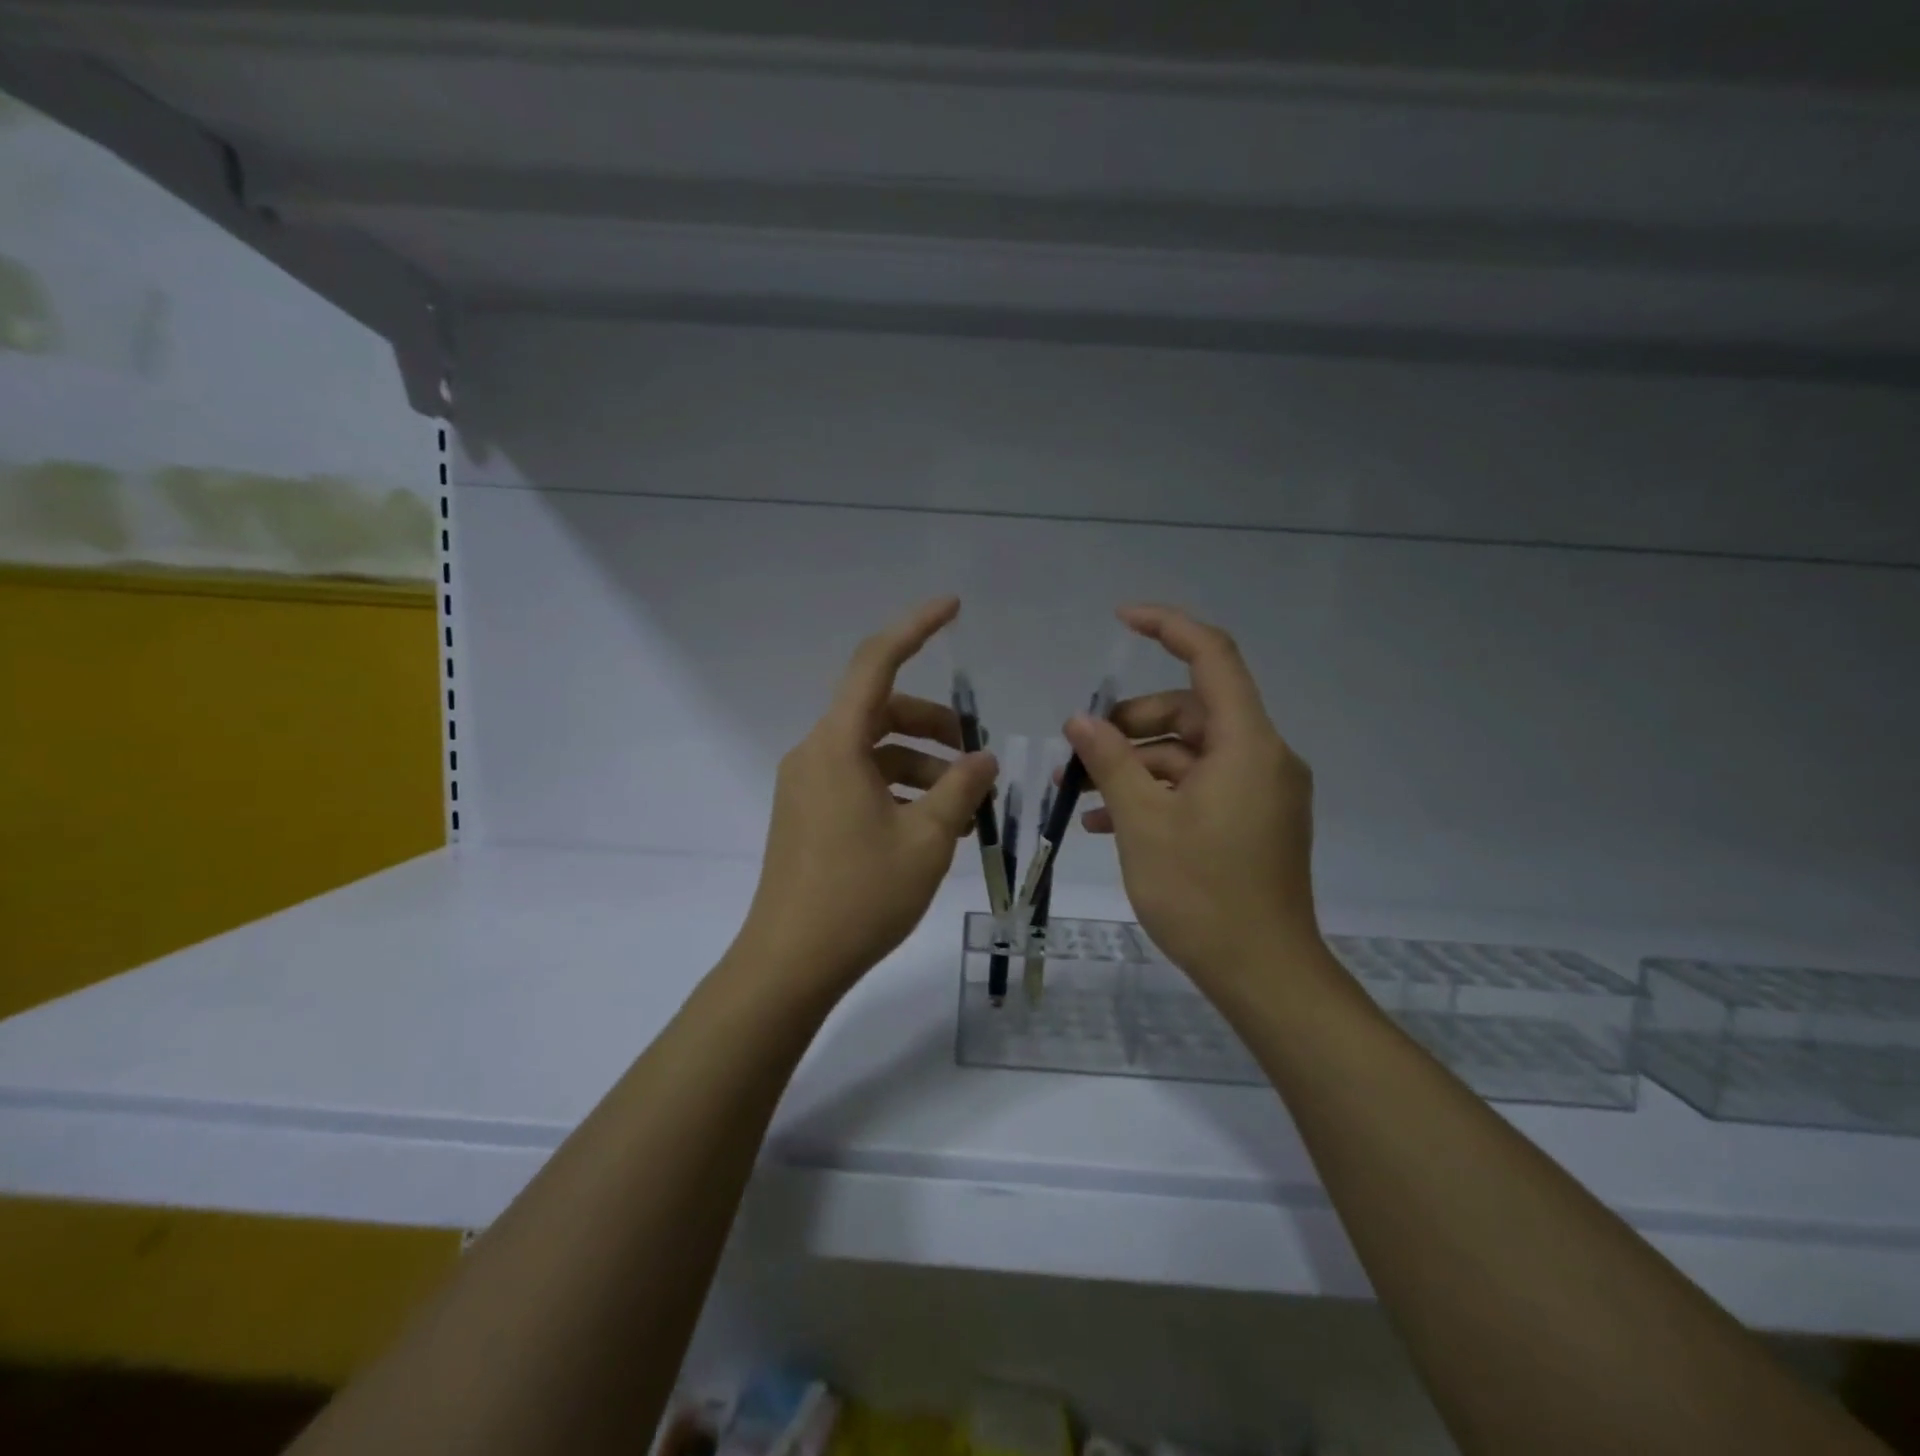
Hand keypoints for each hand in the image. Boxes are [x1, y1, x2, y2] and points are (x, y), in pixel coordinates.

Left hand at [732, 597, 997, 1000]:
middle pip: (881, 711)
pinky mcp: (807, 814)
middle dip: (935, 726)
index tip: (953, 607)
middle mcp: (815, 753)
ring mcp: (807, 785)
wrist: (790, 963)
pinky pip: (860, 780)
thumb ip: (960, 789)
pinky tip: (932, 825)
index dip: (915, 628)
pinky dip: (898, 789)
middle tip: (978, 759)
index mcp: (837, 745)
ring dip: (922, 766)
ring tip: (965, 807)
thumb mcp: (926, 840)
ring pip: (874, 751)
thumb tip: (983, 760)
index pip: (876, 663)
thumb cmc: (860, 897)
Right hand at [1064, 605, 1321, 994]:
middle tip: (1079, 749)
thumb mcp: (1144, 823)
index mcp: (1247, 744)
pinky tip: (1105, 821)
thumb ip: (1111, 762)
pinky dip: (1157, 792)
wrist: (1264, 975)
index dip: (1168, 627)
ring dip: (1135, 764)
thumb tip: (1080, 721)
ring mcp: (1259, 792)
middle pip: (1191, 710)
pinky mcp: (1252, 821)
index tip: (1120, 619)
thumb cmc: (1203, 894)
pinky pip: (1199, 787)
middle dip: (1131, 722)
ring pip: (1189, 753)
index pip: (1213, 657)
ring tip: (1080, 790)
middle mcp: (1261, 757)